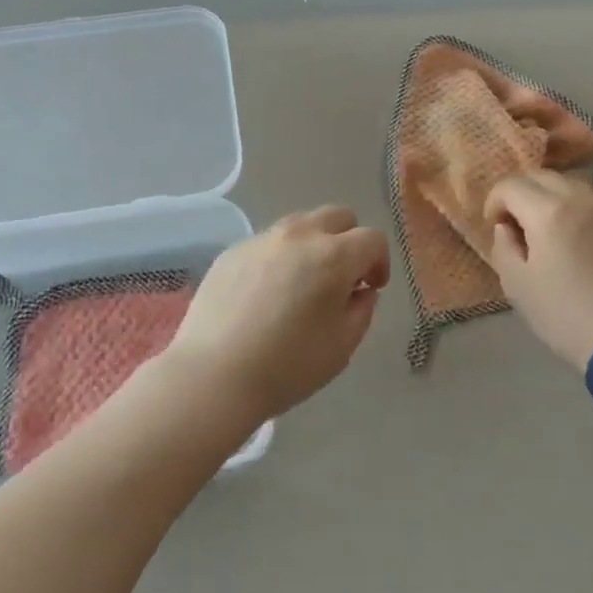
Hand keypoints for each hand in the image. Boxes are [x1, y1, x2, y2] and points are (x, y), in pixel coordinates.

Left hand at [165, 206, 389, 423]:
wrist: (214, 375)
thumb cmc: (287, 366)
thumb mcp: (342, 347)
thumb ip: (362, 310)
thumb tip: (361, 291)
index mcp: (333, 256)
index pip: (372, 239)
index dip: (379, 262)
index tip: (371, 288)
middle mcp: (299, 235)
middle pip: (338, 216)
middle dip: (349, 241)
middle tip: (343, 277)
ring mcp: (262, 239)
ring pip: (301, 224)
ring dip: (314, 244)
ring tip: (303, 283)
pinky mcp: (233, 250)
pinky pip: (268, 242)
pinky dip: (279, 258)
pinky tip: (267, 294)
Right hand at [484, 170, 592, 373]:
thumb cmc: (567, 315)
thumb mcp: (518, 287)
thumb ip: (504, 247)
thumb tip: (506, 227)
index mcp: (548, 212)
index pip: (511, 185)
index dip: (494, 200)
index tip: (493, 224)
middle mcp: (581, 200)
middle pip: (543, 177)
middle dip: (521, 193)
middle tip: (516, 223)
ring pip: (572, 188)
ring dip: (551, 199)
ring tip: (547, 230)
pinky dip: (578, 213)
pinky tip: (578, 243)